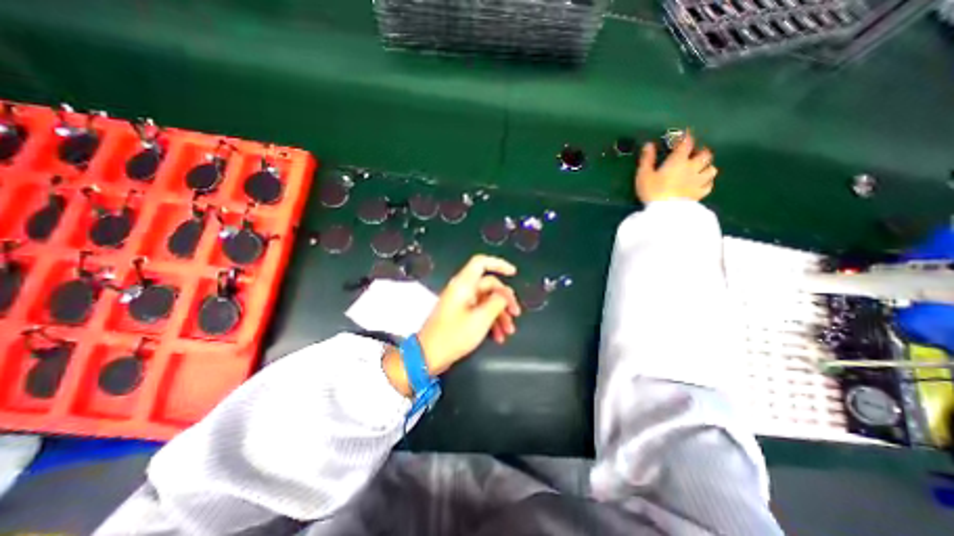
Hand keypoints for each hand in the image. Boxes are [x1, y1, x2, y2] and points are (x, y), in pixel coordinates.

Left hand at [382, 256, 519, 397]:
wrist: (428, 355)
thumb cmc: (454, 335)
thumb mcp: (481, 319)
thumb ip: (497, 302)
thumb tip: (505, 294)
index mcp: (464, 285)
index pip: (481, 262)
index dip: (498, 264)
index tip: (513, 273)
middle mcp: (462, 290)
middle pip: (489, 285)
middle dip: (504, 300)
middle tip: (516, 314)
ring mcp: (460, 302)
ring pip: (486, 301)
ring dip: (499, 314)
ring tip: (509, 331)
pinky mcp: (460, 315)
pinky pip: (479, 312)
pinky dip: (490, 321)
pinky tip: (498, 336)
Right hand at [636, 130, 719, 203]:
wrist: (664, 212)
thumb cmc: (652, 191)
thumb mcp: (643, 175)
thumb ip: (647, 159)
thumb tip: (649, 144)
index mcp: (678, 161)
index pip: (686, 143)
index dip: (686, 137)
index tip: (684, 135)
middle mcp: (692, 168)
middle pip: (705, 155)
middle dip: (700, 153)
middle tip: (693, 155)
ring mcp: (698, 181)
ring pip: (711, 169)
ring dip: (706, 167)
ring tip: (699, 169)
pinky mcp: (700, 194)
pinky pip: (709, 185)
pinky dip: (707, 182)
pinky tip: (701, 184)